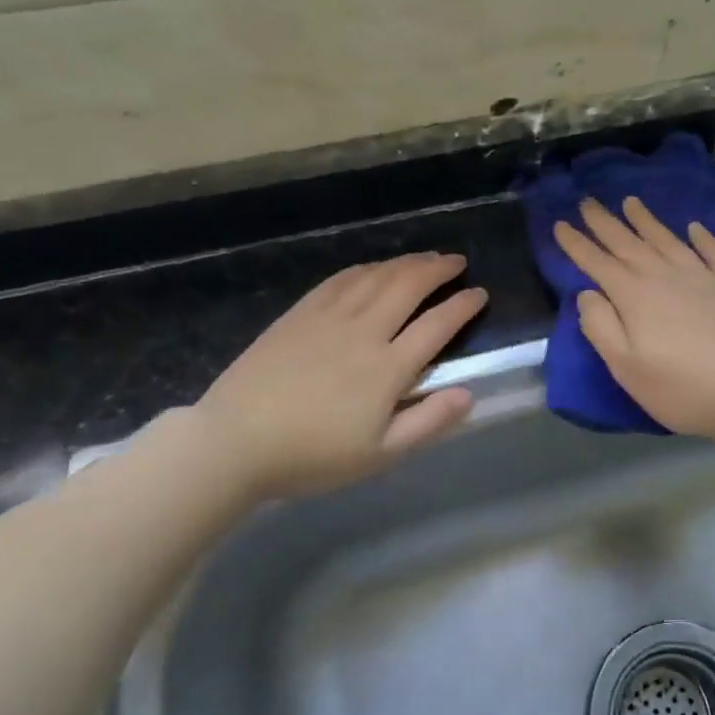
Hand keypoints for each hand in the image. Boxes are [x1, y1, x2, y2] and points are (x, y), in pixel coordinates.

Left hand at [194, 253, 487, 497]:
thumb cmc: (312, 456)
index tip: (480, 293)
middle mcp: (363, 332)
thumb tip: (469, 394)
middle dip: (438, 269)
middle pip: (408, 287)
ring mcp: (328, 318)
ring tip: (425, 258)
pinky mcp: (299, 315)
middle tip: (457, 261)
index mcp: (387, 368)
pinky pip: (339, 280)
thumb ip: (428, 422)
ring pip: (375, 277)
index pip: (437, 325)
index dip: (463, 306)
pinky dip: (364, 268)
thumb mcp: (380, 454)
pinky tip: (373, 267)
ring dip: (405, 263)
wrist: (235, 442)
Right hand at [554, 198, 714, 440]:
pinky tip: (696, 227)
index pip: (598, 263)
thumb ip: (601, 327)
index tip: (560, 224)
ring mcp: (705, 277)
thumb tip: (587, 293)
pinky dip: (703, 238)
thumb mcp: (626, 367)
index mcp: (635, 296)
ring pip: (669, 240)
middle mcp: (667, 276)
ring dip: (647, 221)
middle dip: (605, 223)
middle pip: (630, 244)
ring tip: (631, 202)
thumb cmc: (682, 388)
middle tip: (587, 201)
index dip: (577, 244)